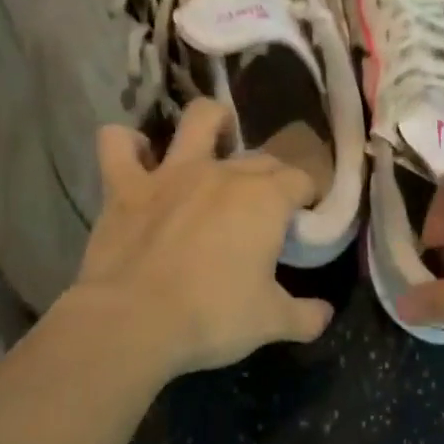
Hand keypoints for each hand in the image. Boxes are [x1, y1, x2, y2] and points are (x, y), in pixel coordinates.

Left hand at [71, 99, 334, 376]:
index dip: (309, 197)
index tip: (306, 219)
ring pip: (198, 120)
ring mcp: (171, 173)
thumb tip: (326, 314)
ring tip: (218, 136)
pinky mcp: (125, 185)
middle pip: (260, 158)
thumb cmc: (212, 317)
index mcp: (265, 199)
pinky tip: (137, 158)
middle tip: (269, 207)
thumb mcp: (271, 322)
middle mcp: (222, 173)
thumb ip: (305, 316)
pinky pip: (117, 144)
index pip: (301, 180)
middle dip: (273, 175)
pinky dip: (126, 144)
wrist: (132, 321)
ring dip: (212, 122)